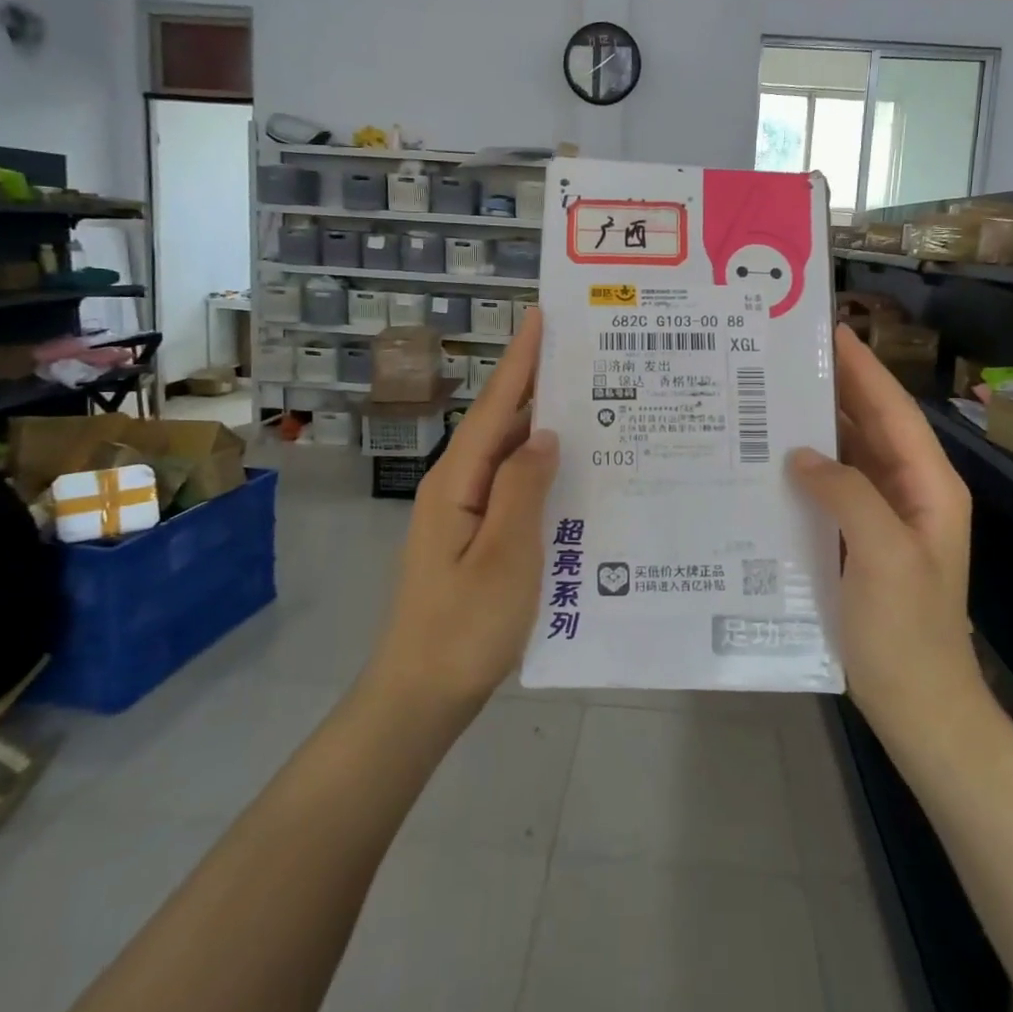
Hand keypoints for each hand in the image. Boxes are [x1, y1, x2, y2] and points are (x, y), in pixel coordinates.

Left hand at [370, 310, 558, 710]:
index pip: (494, 406)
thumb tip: (544, 433)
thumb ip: (523, 487)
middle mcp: (456, 487)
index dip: (520, 360)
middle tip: (586, 358)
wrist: (421, 695)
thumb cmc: (465, 626)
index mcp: (457, 482)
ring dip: (542, 429)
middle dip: (537, 386)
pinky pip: (511, 488)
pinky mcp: (474, 537)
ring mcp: (463, 514)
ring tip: (591, 406)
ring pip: (508, 457)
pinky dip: (539, 471)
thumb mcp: (504, 555)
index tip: (543, 316)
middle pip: (500, 423)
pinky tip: (571, 474)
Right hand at [787, 324, 977, 737]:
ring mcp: (883, 518)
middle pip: (869, 425)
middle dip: (833, 388)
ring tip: (768, 395)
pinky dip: (806, 469)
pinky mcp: (858, 541)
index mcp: (928, 486)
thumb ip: (848, 494)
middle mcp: (908, 491)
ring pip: (848, 455)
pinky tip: (771, 460)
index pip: (892, 410)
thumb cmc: (908, 632)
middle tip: (783, 356)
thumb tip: (800, 454)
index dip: (862, 368)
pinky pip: (832, 490)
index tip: (828, 330)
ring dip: (816, 427)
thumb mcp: (884, 556)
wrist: (919, 707)